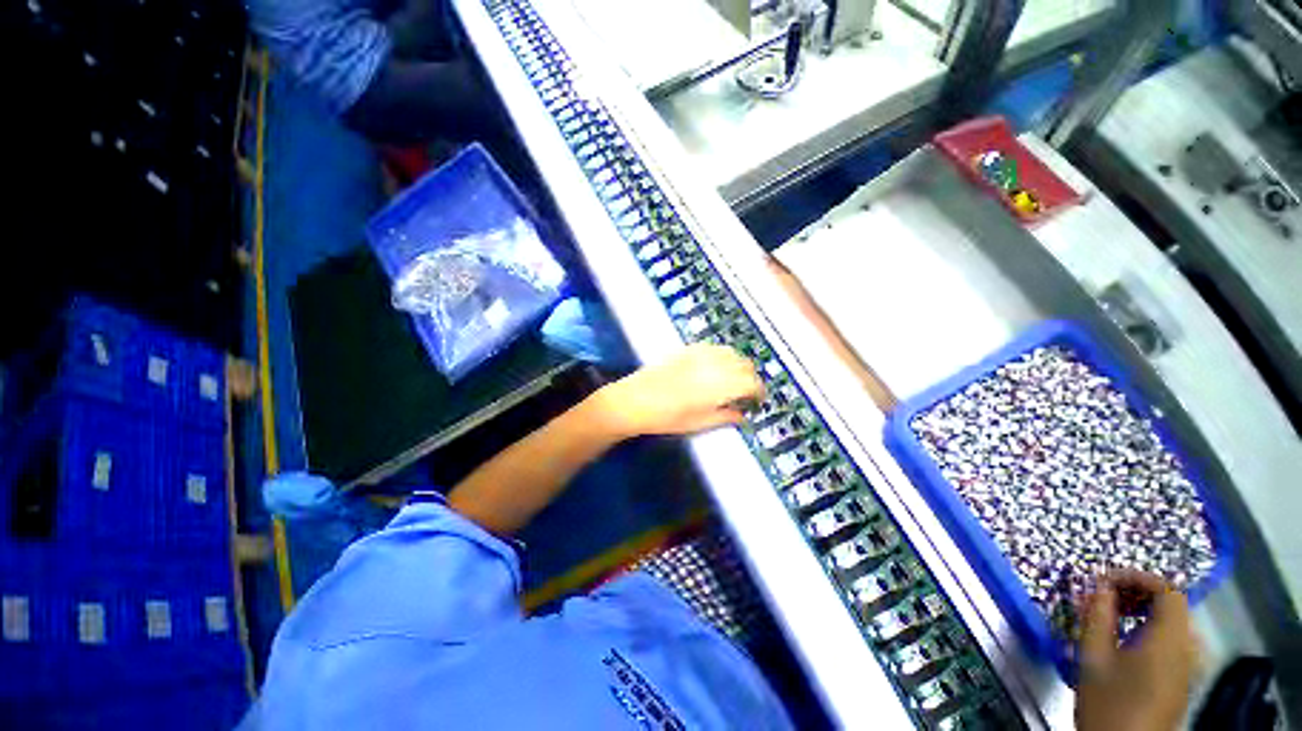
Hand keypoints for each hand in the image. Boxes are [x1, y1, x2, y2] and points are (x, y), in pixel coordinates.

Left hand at [594, 344, 763, 437]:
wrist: (634, 400)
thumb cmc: (666, 417)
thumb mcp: (698, 423)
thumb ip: (725, 416)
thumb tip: (742, 416)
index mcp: (719, 385)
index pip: (751, 383)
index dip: (759, 392)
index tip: (757, 401)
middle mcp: (714, 365)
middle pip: (745, 364)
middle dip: (751, 378)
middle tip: (746, 392)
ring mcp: (700, 354)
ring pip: (731, 352)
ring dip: (738, 364)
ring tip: (732, 379)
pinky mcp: (687, 349)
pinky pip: (713, 347)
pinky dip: (722, 356)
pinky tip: (714, 367)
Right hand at [1076, 570, 1198, 730]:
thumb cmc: (1107, 700)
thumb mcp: (1093, 656)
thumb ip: (1097, 615)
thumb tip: (1098, 584)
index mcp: (1170, 638)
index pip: (1167, 589)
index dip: (1136, 577)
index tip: (1103, 579)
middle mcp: (1189, 648)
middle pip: (1174, 606)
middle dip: (1138, 594)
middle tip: (1105, 597)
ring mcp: (1190, 667)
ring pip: (1175, 624)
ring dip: (1146, 612)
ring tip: (1114, 617)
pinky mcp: (1184, 681)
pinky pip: (1175, 642)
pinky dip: (1154, 631)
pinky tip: (1129, 643)